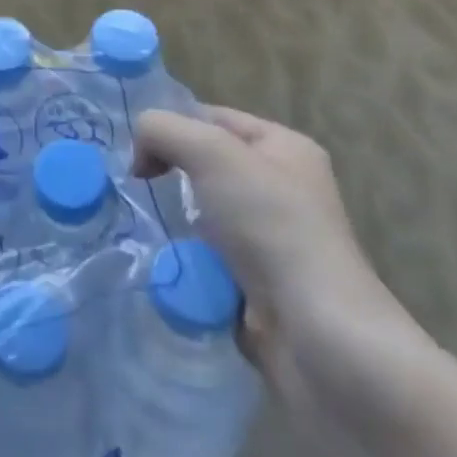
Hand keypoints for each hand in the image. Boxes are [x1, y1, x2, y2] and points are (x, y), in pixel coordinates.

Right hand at [134, 107, 410, 384]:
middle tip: (140, 190)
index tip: (138, 155)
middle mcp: (284, 189)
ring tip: (149, 231)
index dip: (172, 128)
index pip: (212, 117)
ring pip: (203, 216)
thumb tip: (140, 155)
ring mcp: (274, 242)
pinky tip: (171, 269)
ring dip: (175, 224)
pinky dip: (187, 264)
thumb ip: (162, 130)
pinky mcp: (261, 288)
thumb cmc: (271, 226)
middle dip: (171, 176)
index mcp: (284, 147)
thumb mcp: (210, 152)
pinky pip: (208, 261)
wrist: (318, 338)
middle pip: (206, 166)